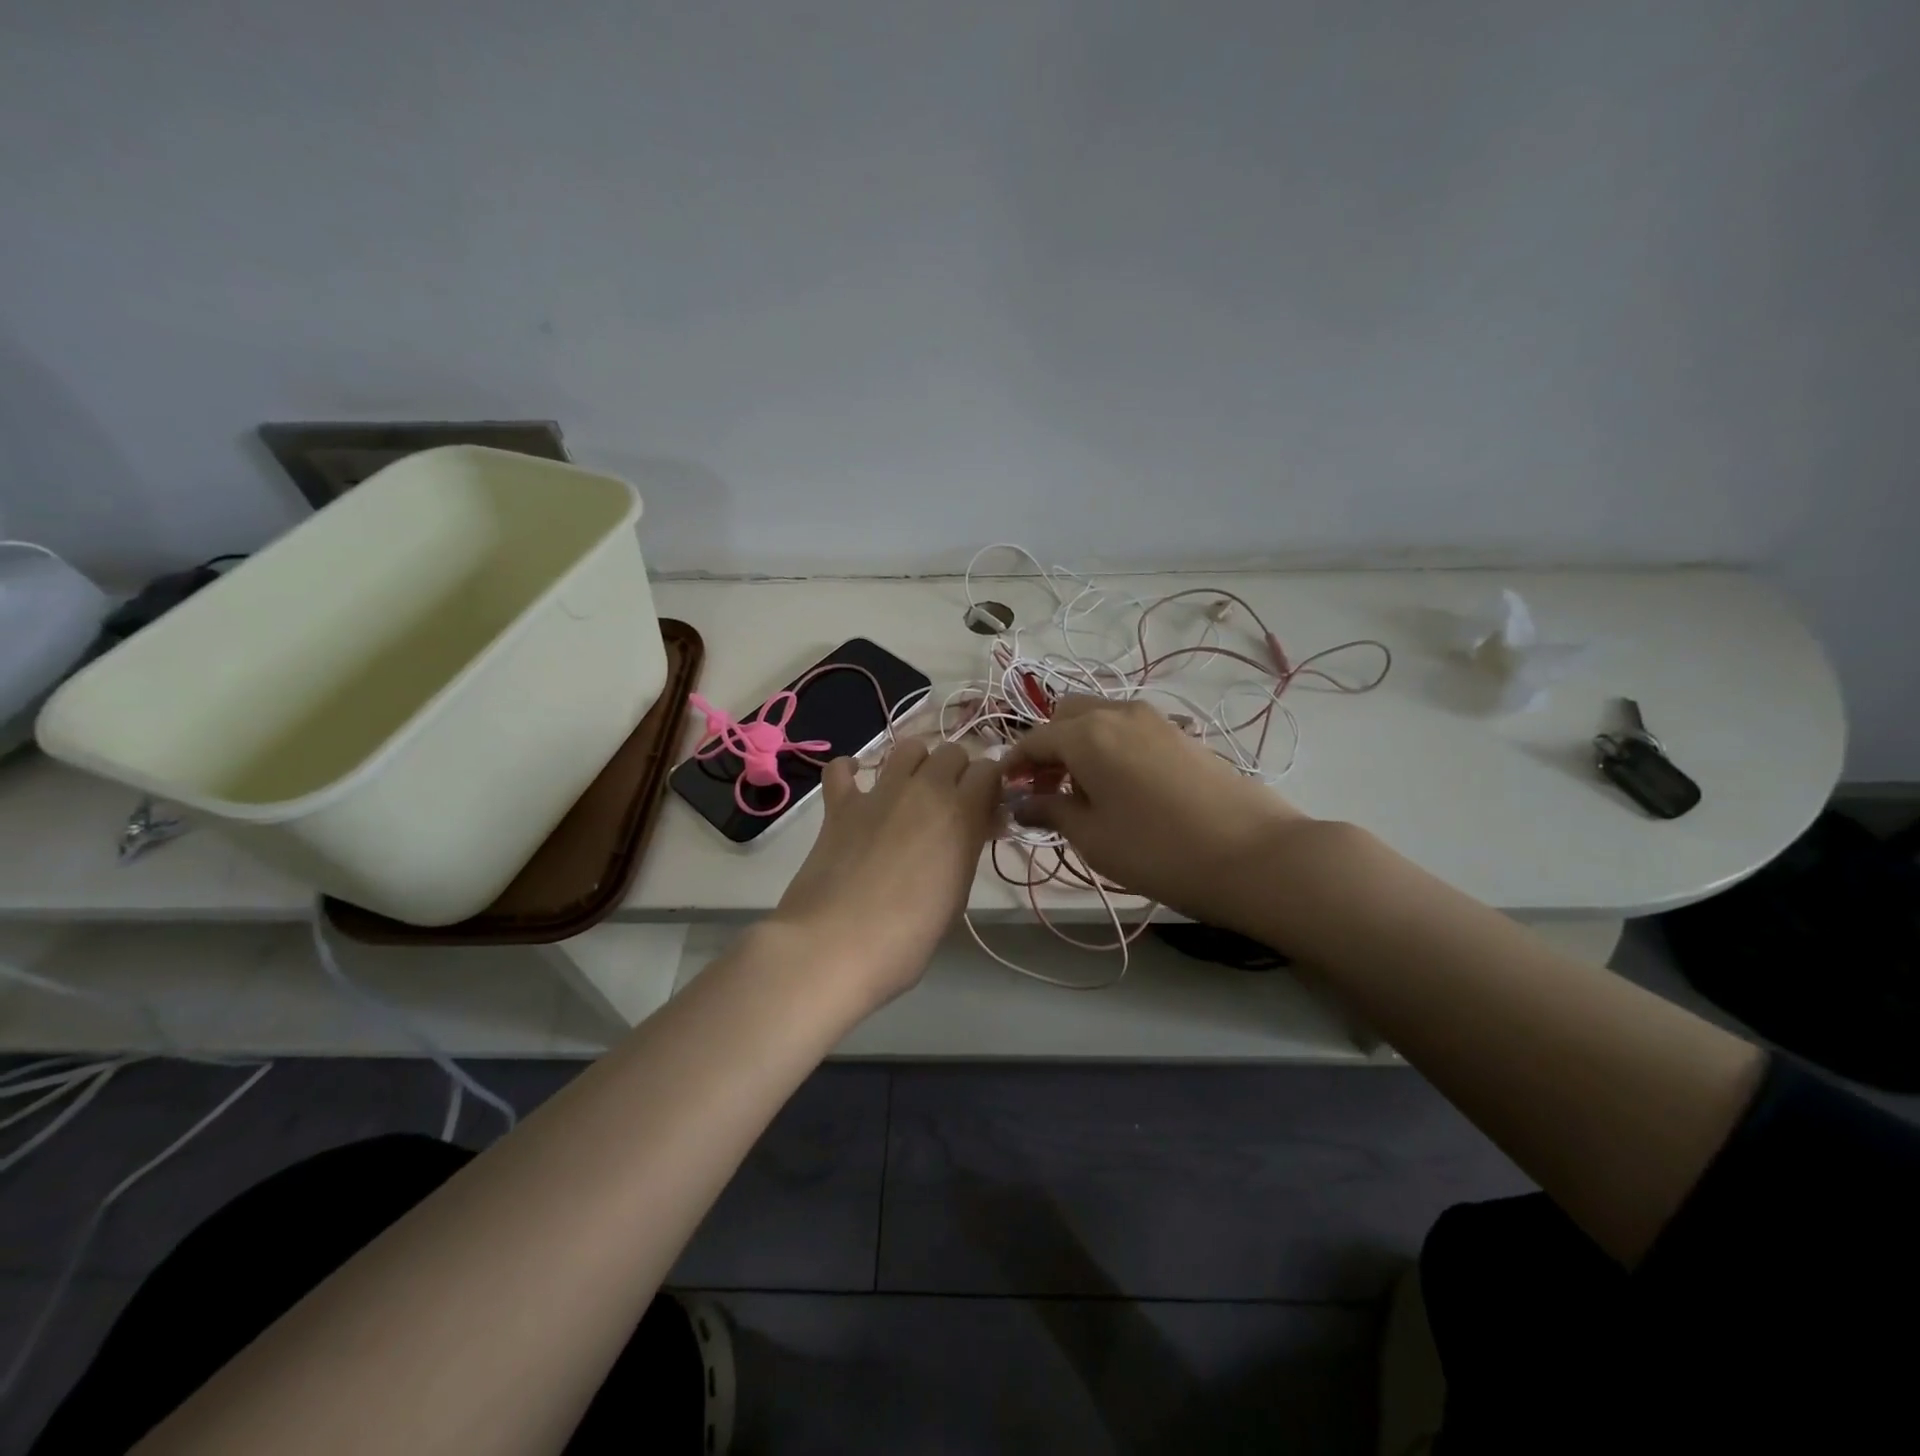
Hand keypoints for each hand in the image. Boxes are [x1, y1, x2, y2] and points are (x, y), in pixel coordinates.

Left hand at [773, 740, 1001, 1010]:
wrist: (835, 944)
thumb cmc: (908, 935)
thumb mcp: (957, 894)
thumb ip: (969, 848)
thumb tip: (979, 824)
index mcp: (961, 813)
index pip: (990, 770)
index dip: (991, 786)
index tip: (987, 809)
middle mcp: (924, 789)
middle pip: (952, 752)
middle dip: (958, 771)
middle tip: (952, 805)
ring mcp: (879, 792)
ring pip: (908, 748)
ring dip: (918, 763)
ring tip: (913, 792)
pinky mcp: (840, 803)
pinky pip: (843, 767)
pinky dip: (851, 771)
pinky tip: (857, 787)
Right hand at [1006, 697, 1315, 930]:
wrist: (1253, 854)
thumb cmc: (1158, 850)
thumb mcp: (1093, 838)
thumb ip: (1051, 812)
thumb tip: (1022, 803)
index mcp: (1086, 734)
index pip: (1034, 739)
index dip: (1015, 765)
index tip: (1005, 791)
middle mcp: (1117, 713)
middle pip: (1066, 715)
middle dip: (1047, 745)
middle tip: (1046, 788)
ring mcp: (1154, 719)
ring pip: (1100, 717)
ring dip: (1080, 743)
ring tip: (1083, 790)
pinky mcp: (1182, 732)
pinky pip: (1129, 728)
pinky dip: (1110, 745)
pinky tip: (1121, 786)